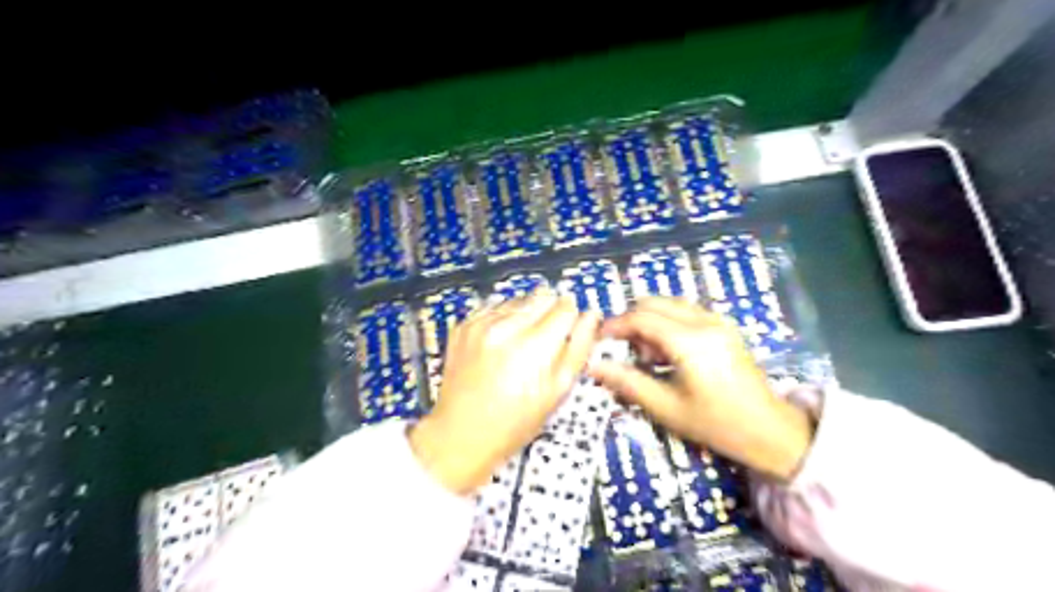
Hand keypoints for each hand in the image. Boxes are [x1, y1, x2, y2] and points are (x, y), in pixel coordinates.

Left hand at [407, 286, 596, 494]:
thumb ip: (578, 348)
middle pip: (542, 296)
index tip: (568, 329)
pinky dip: (502, 318)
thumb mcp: (556, 391)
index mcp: (533, 346)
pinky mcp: (463, 326)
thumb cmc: (512, 423)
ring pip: (518, 298)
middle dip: (550, 312)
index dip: (571, 318)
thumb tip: (591, 318)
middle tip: (545, 340)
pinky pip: (494, 307)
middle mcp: (505, 328)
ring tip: (521, 345)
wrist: (460, 434)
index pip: (565, 307)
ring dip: (526, 314)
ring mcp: (480, 324)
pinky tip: (502, 343)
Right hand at [591, 296, 809, 480]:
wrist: (769, 430)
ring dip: (650, 321)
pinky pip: (685, 312)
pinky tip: (667, 352)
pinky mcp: (724, 327)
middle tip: (622, 349)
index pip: (641, 318)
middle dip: (631, 321)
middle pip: (654, 303)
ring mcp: (717, 321)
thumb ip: (628, 382)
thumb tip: (595, 366)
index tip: (599, 340)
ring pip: (670, 304)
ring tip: (646, 355)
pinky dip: (667, 323)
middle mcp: (704, 322)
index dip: (615, 325)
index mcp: (690, 341)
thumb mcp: (666, 408)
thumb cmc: (716, 423)